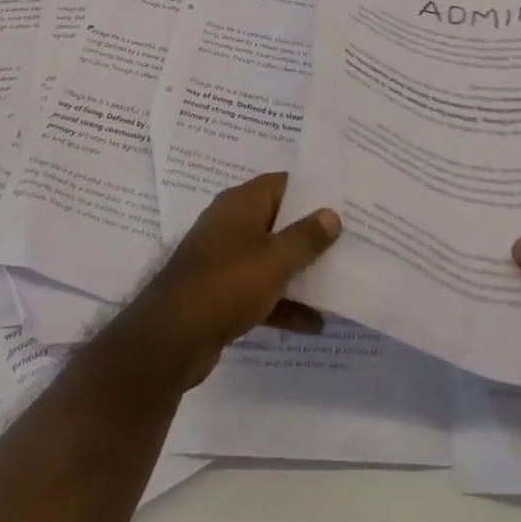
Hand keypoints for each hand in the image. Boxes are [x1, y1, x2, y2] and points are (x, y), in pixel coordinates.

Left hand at [111, 173, 340, 391]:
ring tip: (340, 281)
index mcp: (241, 203)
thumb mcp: (275, 259)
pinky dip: (284, 303)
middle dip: (310, 232)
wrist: (171, 338)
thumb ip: (306, 237)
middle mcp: (231, 224)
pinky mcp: (222, 293)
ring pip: (271, 258)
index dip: (312, 190)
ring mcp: (225, 259)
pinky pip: (261, 290)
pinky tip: (315, 324)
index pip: (282, 183)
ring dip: (300, 271)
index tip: (343, 200)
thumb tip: (331, 214)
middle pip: (278, 220)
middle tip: (349, 240)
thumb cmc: (227, 284)